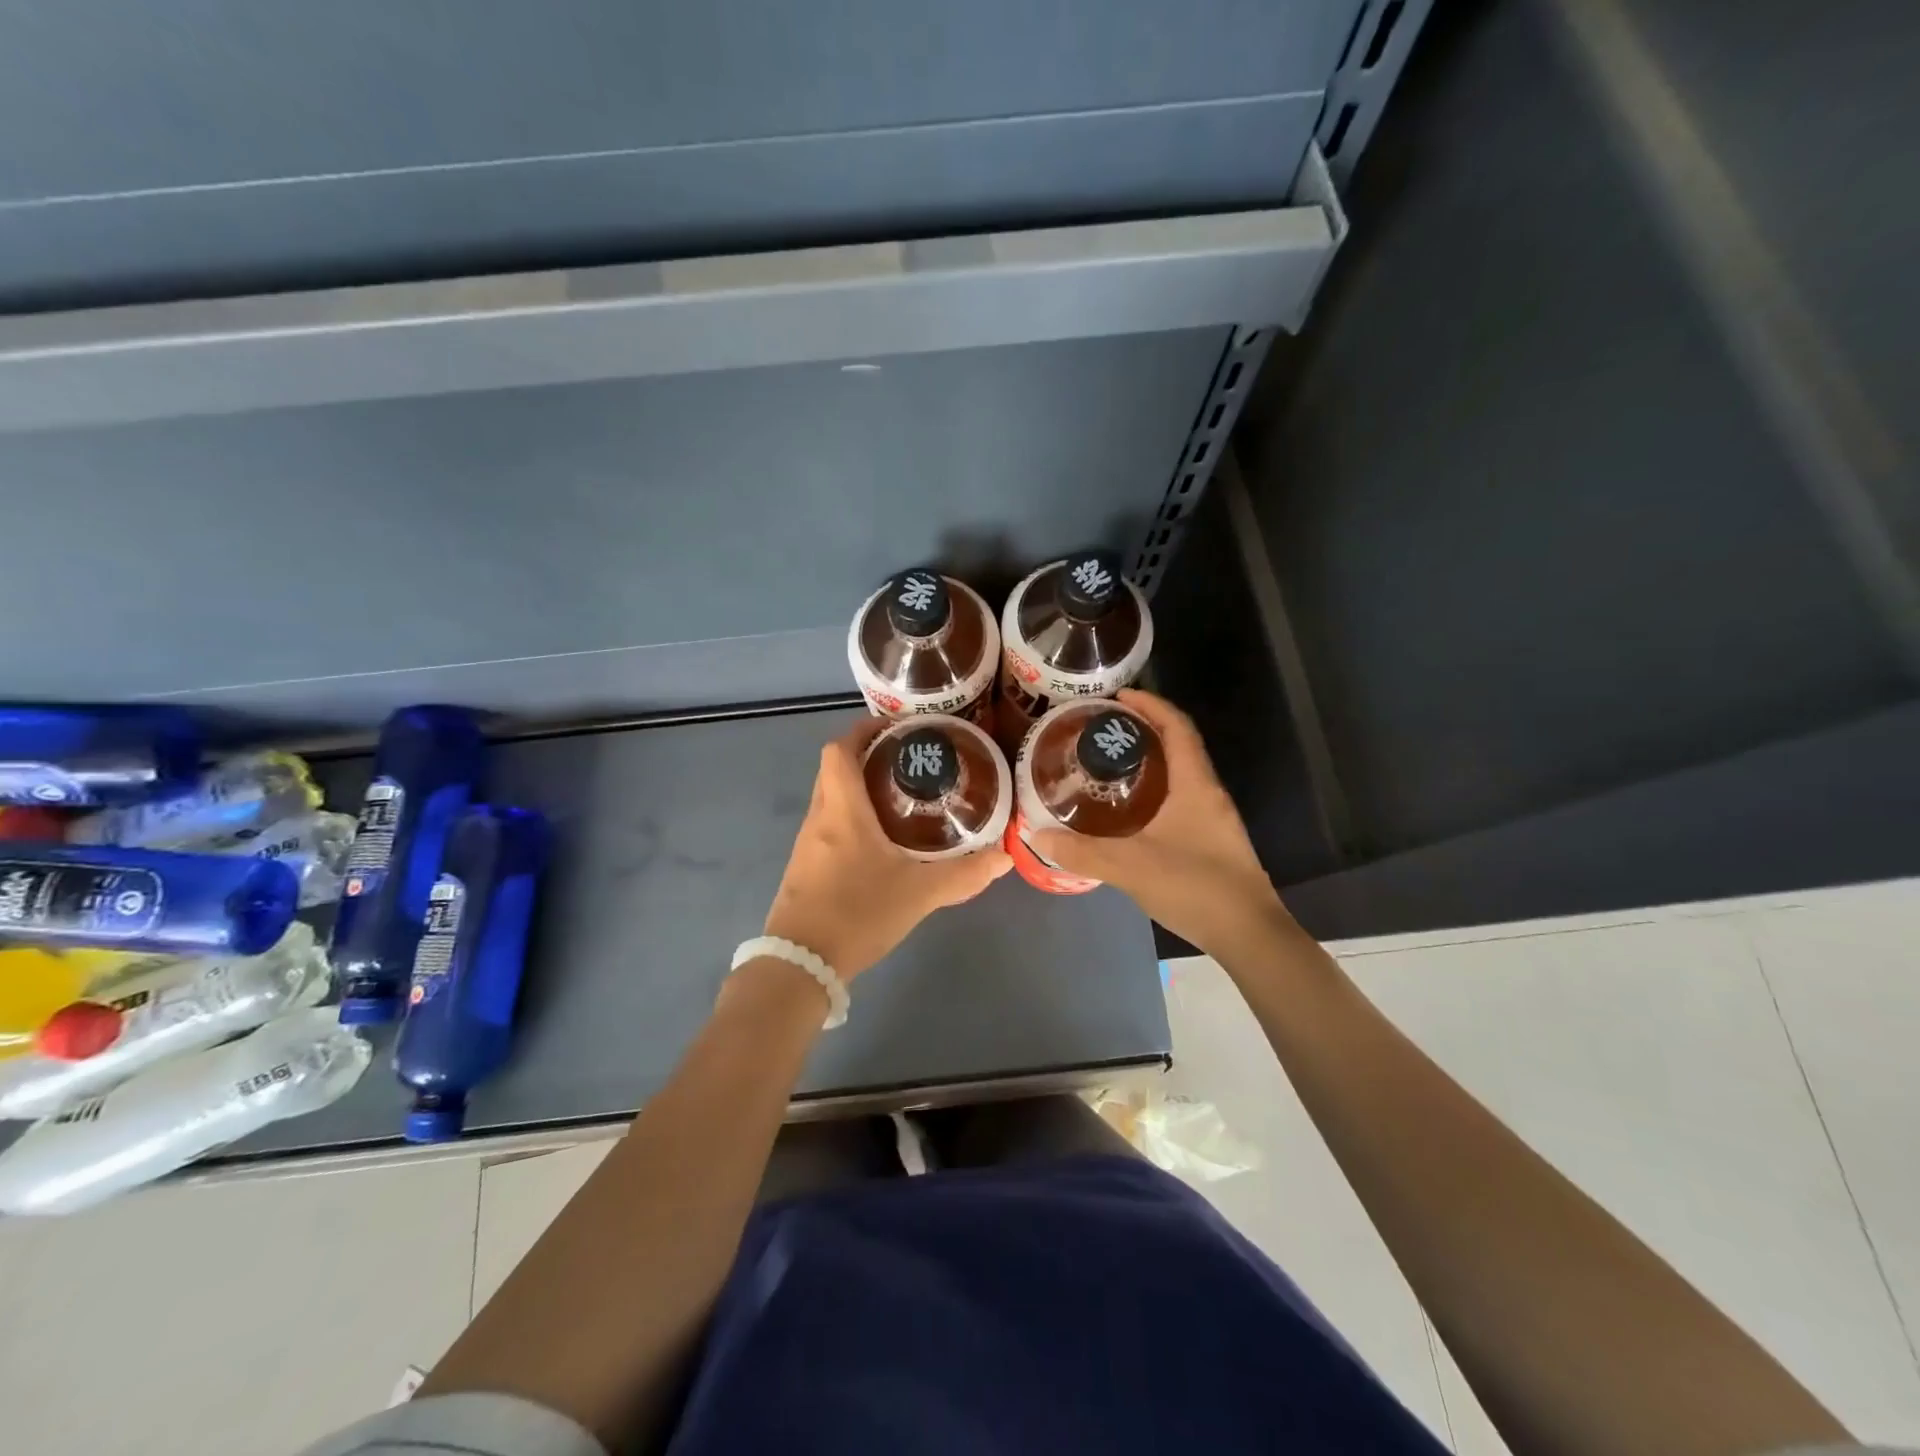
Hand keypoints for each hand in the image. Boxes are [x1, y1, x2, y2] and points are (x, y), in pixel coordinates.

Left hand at [760, 718, 1011, 979]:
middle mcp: (819, 818)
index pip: (839, 750)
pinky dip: (851, 815)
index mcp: (843, 811)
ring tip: (900, 794)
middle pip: (834, 769)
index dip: (863, 730)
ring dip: (857, 786)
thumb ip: (963, 875)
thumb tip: (1004, 858)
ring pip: (829, 797)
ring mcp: (807, 843)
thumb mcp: (919, 894)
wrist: (801, 966)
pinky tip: (879, 839)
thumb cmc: (857, 915)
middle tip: (907, 760)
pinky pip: (827, 824)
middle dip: (865, 755)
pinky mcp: (804, 867)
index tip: (897, 729)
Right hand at [1029, 690, 1286, 956]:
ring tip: (1110, 766)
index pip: (1177, 727)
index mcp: (1195, 784)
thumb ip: (1081, 851)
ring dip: (1152, 762)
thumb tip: (1037, 835)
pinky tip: (1131, 813)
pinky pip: (1181, 800)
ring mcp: (1214, 819)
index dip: (1150, 705)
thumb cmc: (1195, 886)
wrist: (1248, 934)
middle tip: (1104, 732)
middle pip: (1180, 746)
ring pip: (1181, 775)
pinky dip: (1156, 791)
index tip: (1118, 697)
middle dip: (1145, 731)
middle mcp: (1209, 793)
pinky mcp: (1212, 841)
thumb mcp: (1130, 866)